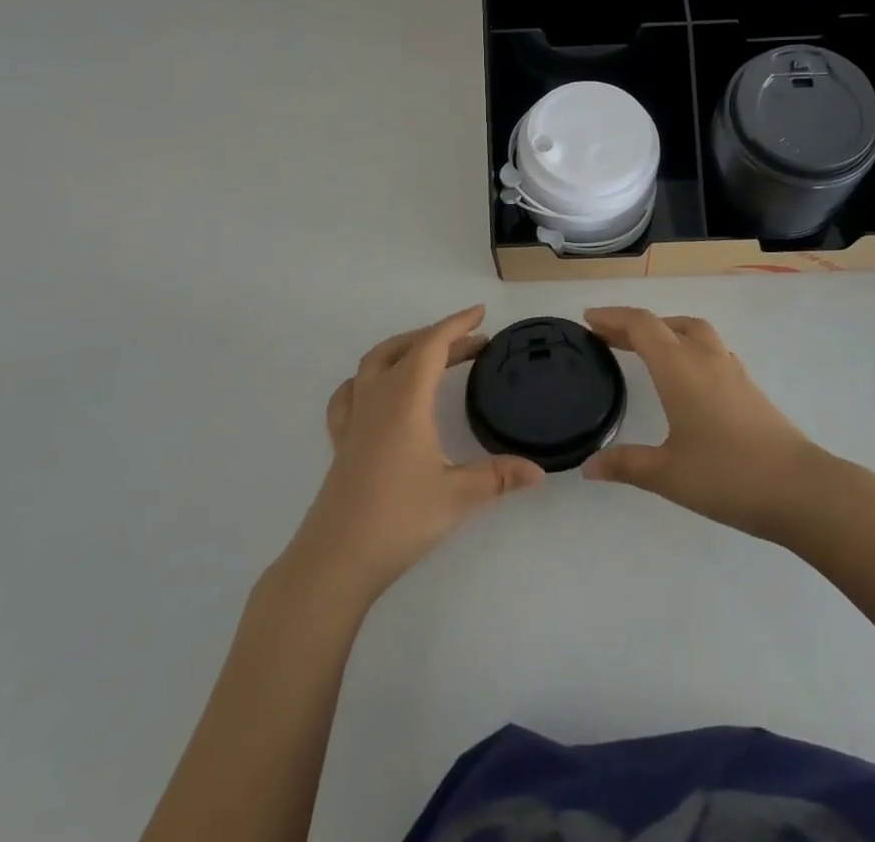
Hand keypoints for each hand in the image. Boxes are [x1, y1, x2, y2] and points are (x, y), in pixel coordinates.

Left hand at [288, 307, 543, 601]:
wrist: (335, 560)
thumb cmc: (398, 520)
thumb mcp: (457, 496)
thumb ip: (499, 477)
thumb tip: (540, 471)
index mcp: (405, 400)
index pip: (432, 346)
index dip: (457, 325)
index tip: (480, 314)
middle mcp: (377, 398)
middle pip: (407, 349)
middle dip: (440, 338)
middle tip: (474, 344)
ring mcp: (354, 418)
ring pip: (375, 362)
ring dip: (405, 349)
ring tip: (432, 356)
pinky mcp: (341, 440)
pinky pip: (351, 392)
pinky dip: (369, 377)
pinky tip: (380, 390)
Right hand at [581, 307, 825, 540]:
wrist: (800, 489)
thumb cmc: (727, 476)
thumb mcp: (667, 474)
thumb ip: (625, 465)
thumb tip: (588, 467)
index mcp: (680, 368)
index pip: (641, 325)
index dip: (613, 317)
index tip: (588, 319)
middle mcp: (704, 358)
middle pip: (665, 324)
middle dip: (633, 325)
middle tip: (606, 337)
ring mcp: (731, 369)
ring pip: (693, 331)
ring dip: (664, 331)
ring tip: (644, 349)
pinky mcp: (748, 386)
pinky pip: (710, 349)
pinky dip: (687, 347)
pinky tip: (685, 375)